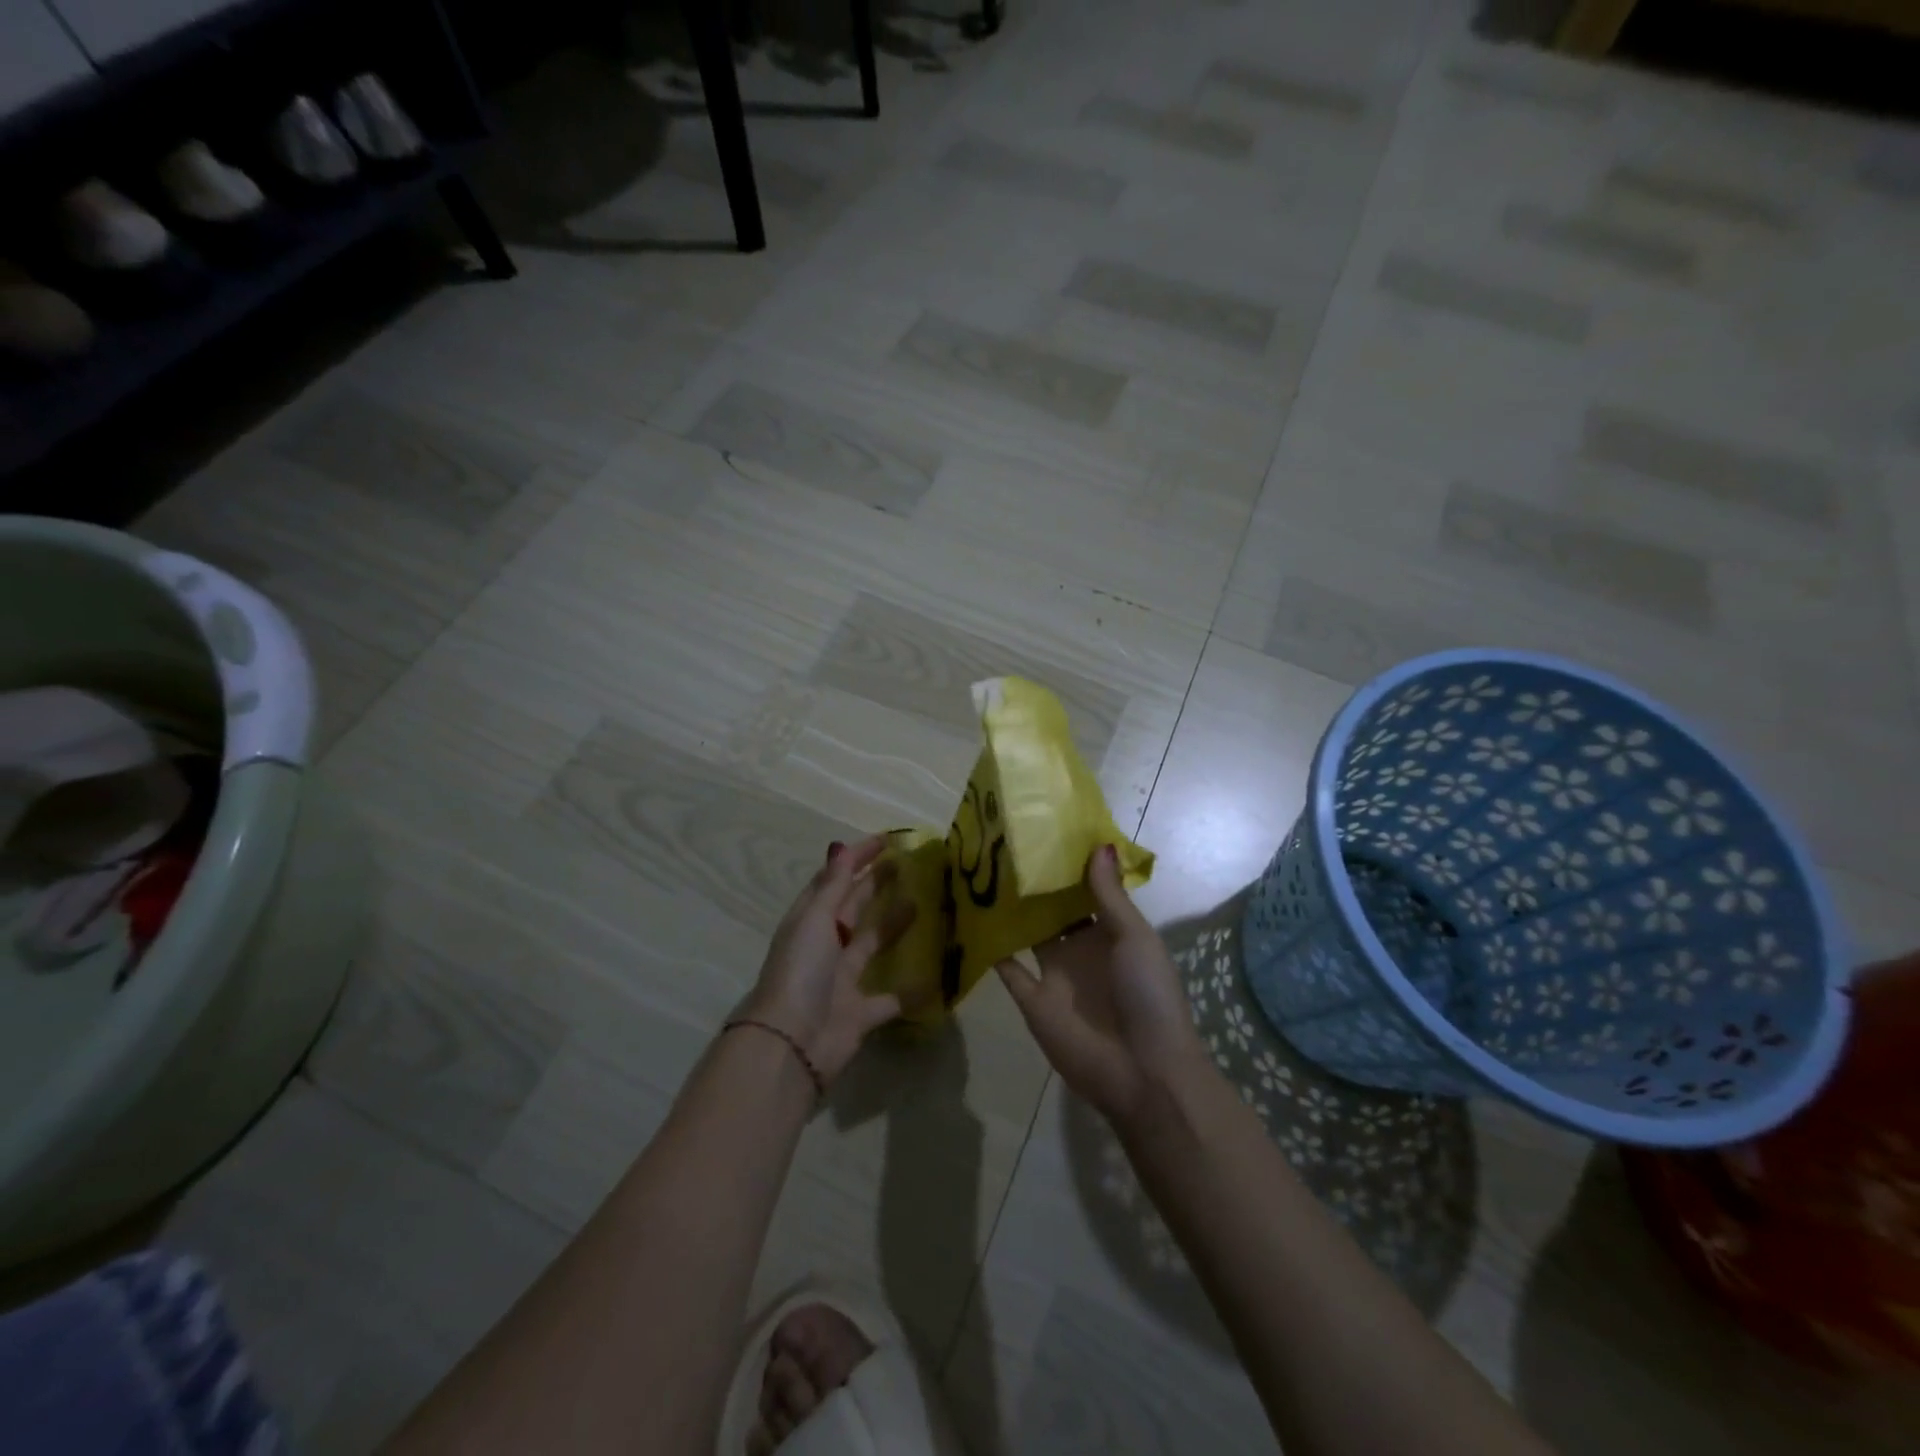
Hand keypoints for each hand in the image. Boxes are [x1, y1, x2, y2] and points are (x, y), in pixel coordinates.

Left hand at [738, 835, 914, 1086]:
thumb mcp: (814, 920)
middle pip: (853, 908)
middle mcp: (825, 947)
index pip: (833, 880)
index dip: (856, 859)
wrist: (791, 1045)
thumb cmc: (800, 972)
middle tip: (908, 865)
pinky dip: (911, 990)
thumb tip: (841, 846)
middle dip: (876, 885)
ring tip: (922, 903)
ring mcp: (842, 980)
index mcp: (809, 921)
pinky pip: (891, 998)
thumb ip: (833, 886)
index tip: (886, 840)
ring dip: (894, 926)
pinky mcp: (861, 1013)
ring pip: (872, 945)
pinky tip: (935, 975)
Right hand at [995, 845, 1210, 1129]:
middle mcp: (1080, 949)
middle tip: (1005, 845)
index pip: (1086, 892)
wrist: (1142, 1070)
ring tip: (982, 873)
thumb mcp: (1134, 937)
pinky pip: (1007, 969)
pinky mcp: (1032, 1000)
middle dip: (1035, 884)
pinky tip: (972, 919)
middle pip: (1053, 911)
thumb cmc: (1147, 994)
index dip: (1068, 867)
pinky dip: (992, 949)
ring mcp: (1054, 975)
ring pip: (1028, 934)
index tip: (1045, 831)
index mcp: (1110, 933)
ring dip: (1011, 911)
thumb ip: (1109, 894)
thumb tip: (1098, 844)